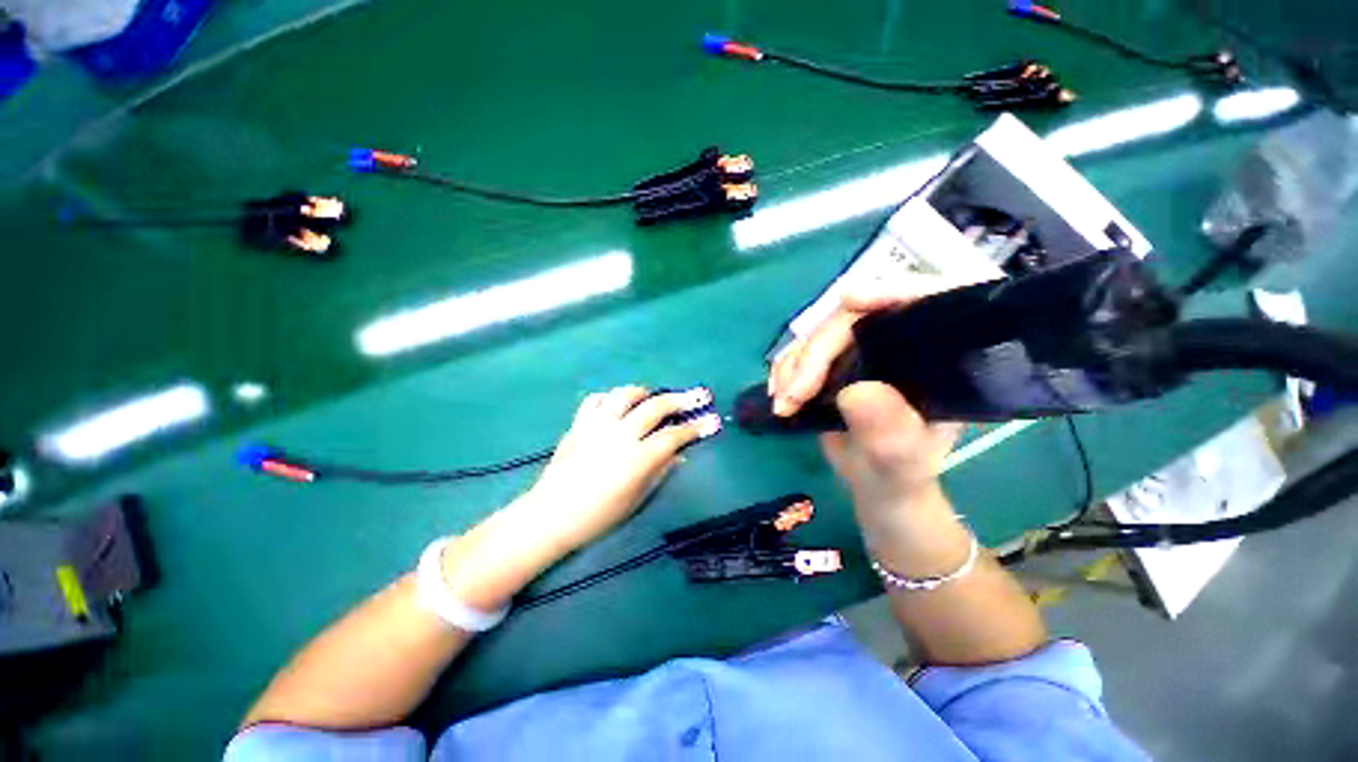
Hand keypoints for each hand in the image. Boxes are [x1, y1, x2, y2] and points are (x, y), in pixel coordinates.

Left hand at [521, 386, 720, 552]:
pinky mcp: (579, 423)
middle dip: (680, 399)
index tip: (711, 420)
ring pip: (625, 395)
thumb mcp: (636, 498)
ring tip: (653, 397)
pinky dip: (610, 397)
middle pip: (655, 407)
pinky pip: (595, 399)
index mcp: (636, 458)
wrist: (551, 516)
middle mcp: (619, 435)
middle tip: (696, 396)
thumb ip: (660, 471)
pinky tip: (617, 404)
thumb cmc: (598, 516)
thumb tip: (680, 453)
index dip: (696, 427)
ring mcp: (597, 425)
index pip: (673, 436)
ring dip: (644, 392)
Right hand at [767, 277, 962, 511]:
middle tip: (794, 393)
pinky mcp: (832, 362)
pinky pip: (801, 351)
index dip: (892, 290)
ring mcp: (862, 350)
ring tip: (782, 403)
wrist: (875, 483)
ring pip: (819, 333)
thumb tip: (855, 392)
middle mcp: (899, 342)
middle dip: (816, 352)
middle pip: (853, 319)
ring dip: (793, 365)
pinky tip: (778, 395)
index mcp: (937, 355)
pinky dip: (784, 370)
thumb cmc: (902, 472)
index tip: (850, 300)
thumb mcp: (903, 458)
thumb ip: (889, 430)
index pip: (928, 300)